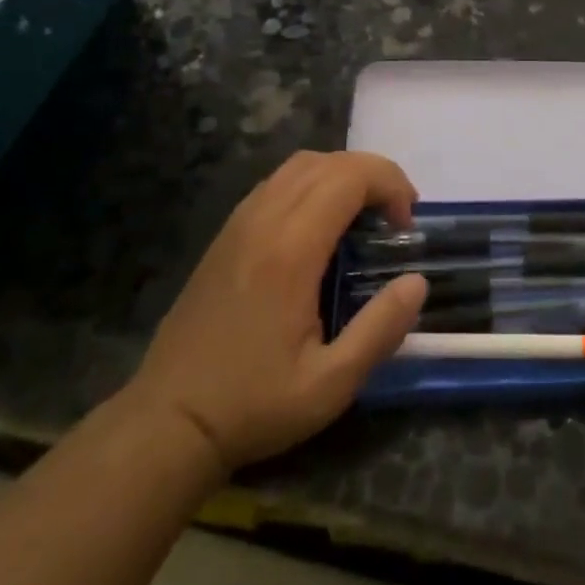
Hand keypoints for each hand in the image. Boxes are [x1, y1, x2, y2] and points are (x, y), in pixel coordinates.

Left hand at [129, 151, 427, 471]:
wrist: (167, 422)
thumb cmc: (253, 404)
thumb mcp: (331, 384)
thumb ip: (381, 329)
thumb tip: (417, 281)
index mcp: (290, 250)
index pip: (349, 177)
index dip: (389, 185)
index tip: (405, 225)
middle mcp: (263, 222)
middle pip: (327, 162)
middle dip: (373, 175)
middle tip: (395, 218)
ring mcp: (238, 225)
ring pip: (298, 166)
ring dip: (341, 175)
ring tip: (363, 216)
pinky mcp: (225, 236)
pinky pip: (275, 184)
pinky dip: (311, 185)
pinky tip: (320, 227)